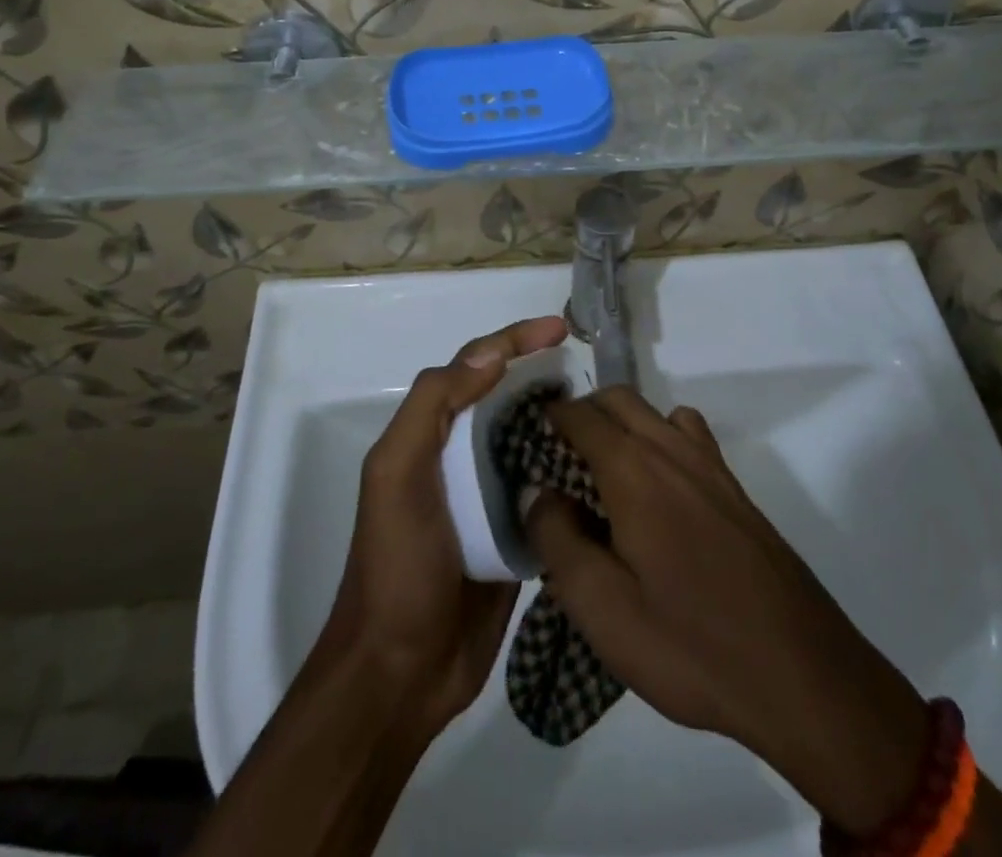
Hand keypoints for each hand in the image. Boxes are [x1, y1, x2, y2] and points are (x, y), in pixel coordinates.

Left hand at [319, 315, 568, 731]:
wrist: (401, 672)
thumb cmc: (397, 564)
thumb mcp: (398, 472)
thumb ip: (433, 405)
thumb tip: (490, 353)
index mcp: (431, 434)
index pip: (476, 367)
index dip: (515, 340)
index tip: (561, 328)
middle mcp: (459, 457)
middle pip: (507, 399)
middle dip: (543, 376)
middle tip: (591, 370)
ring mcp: (487, 497)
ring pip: (530, 441)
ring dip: (560, 422)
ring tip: (603, 413)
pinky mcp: (513, 535)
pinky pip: (544, 491)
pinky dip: (568, 473)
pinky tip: (600, 468)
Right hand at [523, 389, 929, 834]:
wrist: (801, 674)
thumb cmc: (690, 644)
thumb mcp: (602, 609)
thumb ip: (557, 539)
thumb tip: (536, 491)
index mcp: (633, 469)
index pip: (579, 415)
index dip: (545, 418)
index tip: (520, 440)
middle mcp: (671, 449)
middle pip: (616, 399)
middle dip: (580, 414)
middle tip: (554, 460)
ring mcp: (709, 464)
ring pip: (653, 412)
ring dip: (620, 423)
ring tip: (600, 474)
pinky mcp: (734, 488)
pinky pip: (687, 434)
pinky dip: (660, 438)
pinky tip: (656, 491)